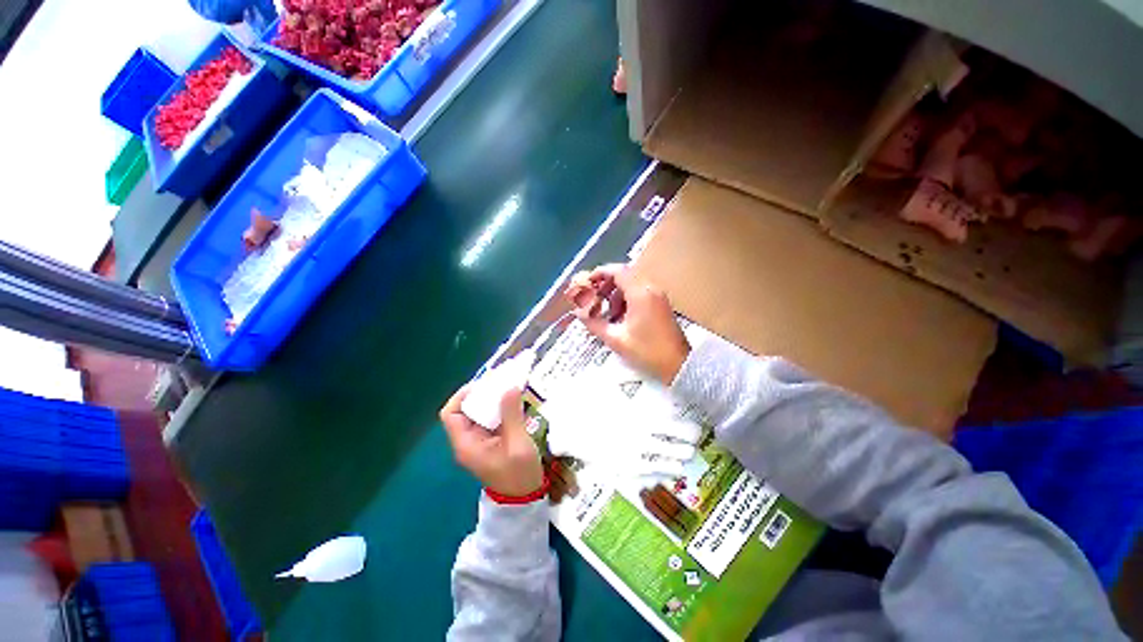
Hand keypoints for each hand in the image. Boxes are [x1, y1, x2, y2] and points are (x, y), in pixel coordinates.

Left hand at [440, 385, 544, 497]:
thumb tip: (509, 387)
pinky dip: (500, 408)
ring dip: (493, 400)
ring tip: (510, 387)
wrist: (524, 499)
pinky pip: (491, 419)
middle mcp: (468, 441)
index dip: (463, 395)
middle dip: (482, 394)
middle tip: (502, 382)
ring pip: (480, 413)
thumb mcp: (518, 444)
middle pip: (466, 410)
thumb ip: (512, 415)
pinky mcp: (491, 441)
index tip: (484, 384)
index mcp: (467, 444)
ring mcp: (480, 441)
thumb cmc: (518, 475)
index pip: (451, 414)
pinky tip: (514, 402)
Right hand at [565, 264, 690, 384]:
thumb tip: (580, 315)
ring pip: (632, 284)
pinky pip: (640, 293)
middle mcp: (650, 289)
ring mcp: (658, 296)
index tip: (587, 282)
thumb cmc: (647, 351)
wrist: (679, 364)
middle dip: (606, 284)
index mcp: (640, 293)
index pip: (617, 271)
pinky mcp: (661, 304)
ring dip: (616, 293)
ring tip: (606, 311)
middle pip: (625, 275)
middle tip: (594, 297)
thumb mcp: (616, 339)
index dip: (600, 273)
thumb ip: (595, 324)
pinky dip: (626, 299)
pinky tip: (620, 317)